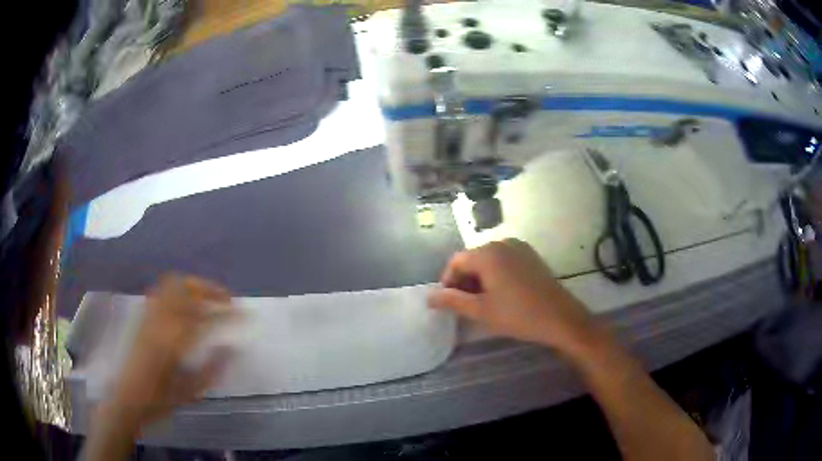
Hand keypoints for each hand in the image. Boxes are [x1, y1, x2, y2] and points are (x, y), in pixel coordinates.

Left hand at [106, 275, 236, 425]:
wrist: (127, 398)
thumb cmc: (160, 401)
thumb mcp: (190, 392)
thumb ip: (212, 369)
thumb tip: (233, 349)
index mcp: (174, 343)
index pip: (207, 319)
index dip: (229, 315)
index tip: (245, 314)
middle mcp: (160, 322)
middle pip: (186, 288)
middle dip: (209, 289)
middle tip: (226, 299)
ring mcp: (149, 316)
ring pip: (171, 284)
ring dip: (193, 286)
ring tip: (206, 298)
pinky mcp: (142, 317)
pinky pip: (160, 292)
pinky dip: (177, 292)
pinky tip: (184, 306)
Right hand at [428, 239, 599, 356]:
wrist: (561, 318)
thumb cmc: (518, 315)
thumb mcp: (481, 310)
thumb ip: (452, 301)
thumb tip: (429, 297)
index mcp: (487, 253)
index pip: (455, 261)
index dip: (447, 281)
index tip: (448, 303)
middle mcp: (502, 243)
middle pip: (472, 258)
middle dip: (463, 281)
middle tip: (464, 305)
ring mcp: (519, 247)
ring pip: (488, 260)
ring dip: (479, 279)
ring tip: (481, 303)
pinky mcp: (530, 256)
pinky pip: (504, 261)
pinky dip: (495, 275)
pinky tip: (500, 294)